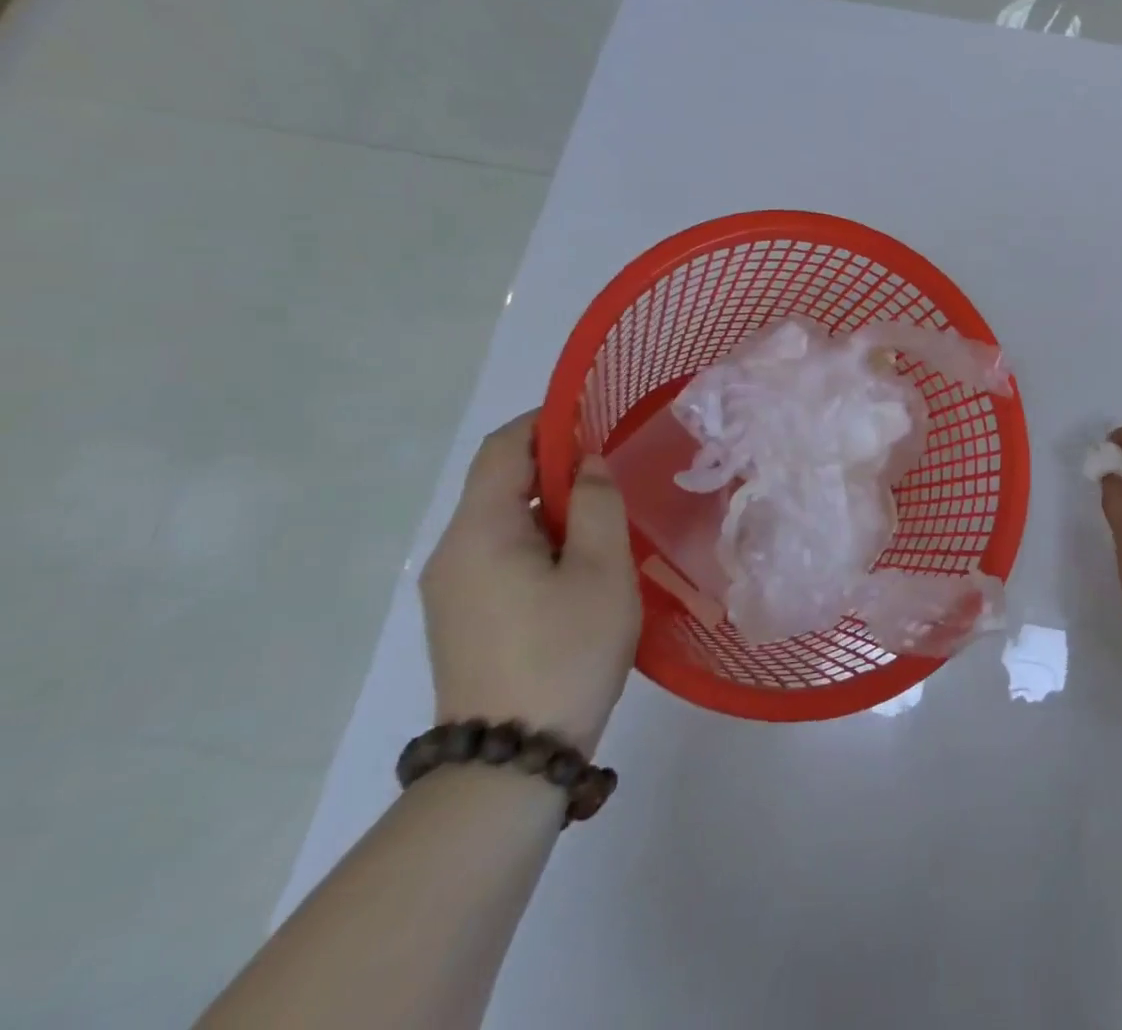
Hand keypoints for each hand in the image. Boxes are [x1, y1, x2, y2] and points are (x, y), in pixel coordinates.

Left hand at [420, 413, 641, 755]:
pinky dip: (537, 540)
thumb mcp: (600, 569)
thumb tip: (586, 464)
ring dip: (548, 507)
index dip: (547, 421)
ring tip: (603, 521)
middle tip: (612, 474)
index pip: (503, 448)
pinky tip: (577, 566)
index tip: (595, 417)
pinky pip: (497, 555)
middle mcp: (450, 553)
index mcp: (479, 531)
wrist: (509, 762)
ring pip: (500, 522)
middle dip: (554, 466)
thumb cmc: (565, 652)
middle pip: (498, 483)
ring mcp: (450, 590)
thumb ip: (595, 503)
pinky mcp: (461, 618)